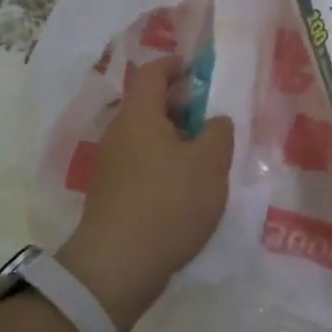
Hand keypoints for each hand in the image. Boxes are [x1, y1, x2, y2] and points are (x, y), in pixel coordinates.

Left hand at [60, 58, 234, 331]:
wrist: (118, 266)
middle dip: (180, 103)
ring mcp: (112, 164)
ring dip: (174, 136)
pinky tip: (186, 184)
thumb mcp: (210, 164)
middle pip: (148, 104)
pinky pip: (141, 161)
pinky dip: (164, 161)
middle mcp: (119, 133)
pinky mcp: (112, 193)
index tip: (199, 70)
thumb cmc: (168, 203)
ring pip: (145, 135)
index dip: (175, 65)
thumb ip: (219, 133)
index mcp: (140, 115)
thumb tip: (215, 121)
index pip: (152, 72)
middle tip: (211, 113)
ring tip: (205, 152)